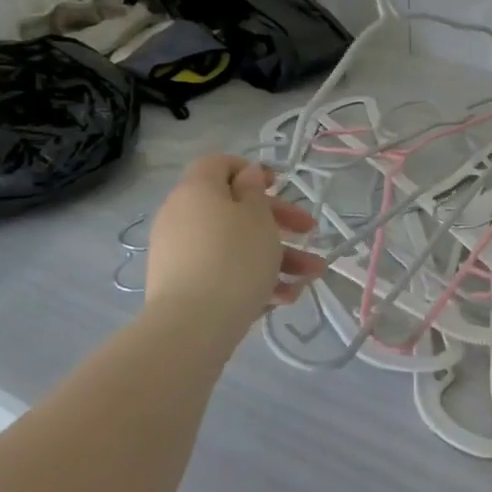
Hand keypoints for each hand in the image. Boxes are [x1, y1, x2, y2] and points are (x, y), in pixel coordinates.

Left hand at [143, 156, 322, 336]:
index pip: (219, 164)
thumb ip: (254, 190)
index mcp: (198, 191)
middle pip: (235, 208)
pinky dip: (253, 278)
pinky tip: (285, 298)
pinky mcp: (183, 285)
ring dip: (277, 256)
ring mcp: (180, 253)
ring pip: (235, 244)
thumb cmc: (234, 259)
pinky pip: (223, 270)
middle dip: (279, 221)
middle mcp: (182, 216)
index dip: (250, 170)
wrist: (191, 327)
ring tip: (310, 276)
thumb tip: (246, 174)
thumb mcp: (257, 218)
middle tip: (310, 231)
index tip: (279, 185)